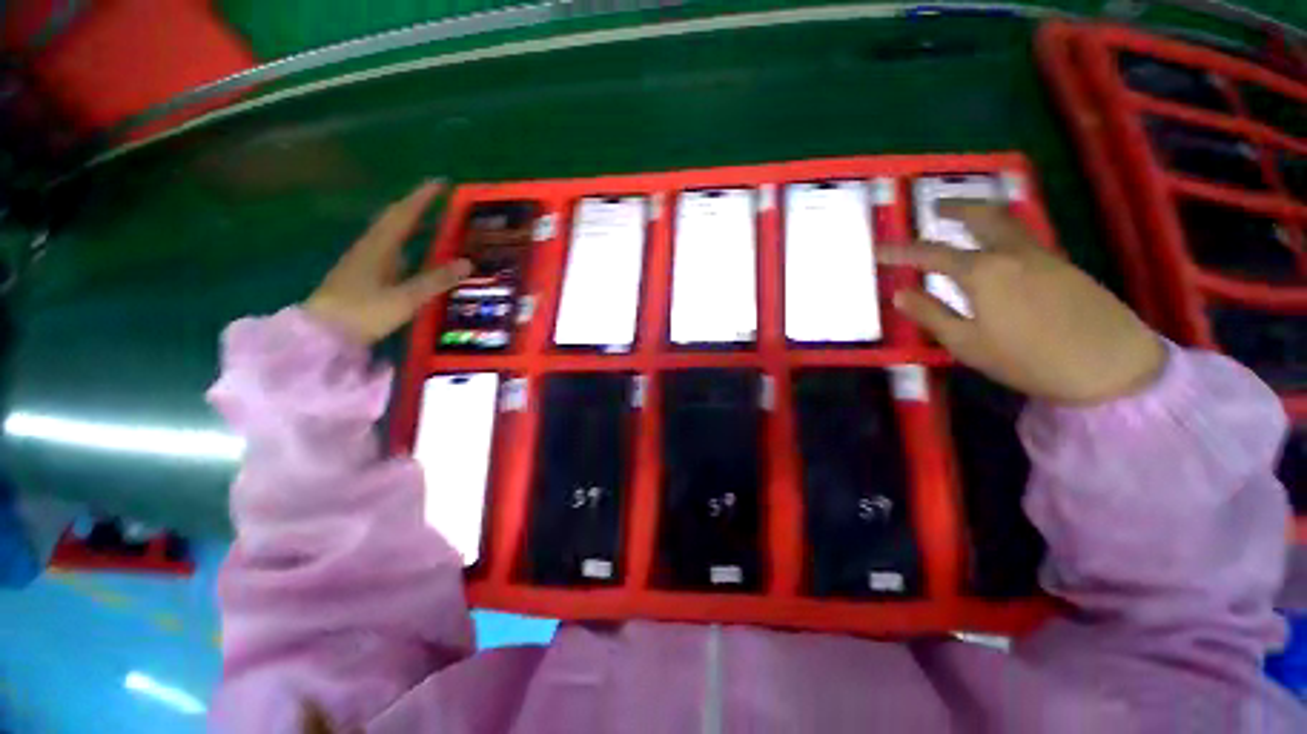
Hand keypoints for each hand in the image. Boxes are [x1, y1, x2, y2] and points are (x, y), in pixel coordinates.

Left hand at [304, 181, 471, 344]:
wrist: (323, 333)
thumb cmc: (363, 312)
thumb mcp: (406, 298)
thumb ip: (436, 280)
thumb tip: (468, 263)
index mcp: (379, 246)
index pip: (404, 213)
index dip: (422, 197)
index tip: (441, 182)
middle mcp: (371, 247)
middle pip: (394, 219)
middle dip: (417, 206)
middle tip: (441, 201)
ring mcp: (365, 260)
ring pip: (391, 234)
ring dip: (412, 224)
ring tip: (435, 223)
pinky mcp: (364, 274)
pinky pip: (390, 250)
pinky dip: (407, 244)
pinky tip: (416, 254)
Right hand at [877, 203, 1164, 404]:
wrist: (1111, 364)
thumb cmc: (1028, 358)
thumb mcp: (967, 343)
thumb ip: (931, 314)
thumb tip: (900, 293)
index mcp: (984, 272)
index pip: (931, 254)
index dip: (900, 251)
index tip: (878, 248)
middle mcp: (1013, 253)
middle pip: (982, 217)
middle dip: (956, 207)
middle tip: (935, 206)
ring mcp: (1043, 255)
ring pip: (1008, 222)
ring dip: (982, 214)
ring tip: (964, 218)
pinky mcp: (1064, 265)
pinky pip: (1025, 236)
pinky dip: (1004, 230)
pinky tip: (998, 247)